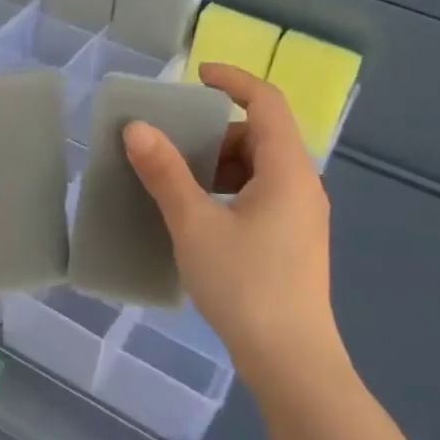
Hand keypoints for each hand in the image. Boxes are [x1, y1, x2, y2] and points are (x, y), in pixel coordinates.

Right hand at [122, 64, 346, 390]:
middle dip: (216, 131)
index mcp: (287, 170)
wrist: (292, 363)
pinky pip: (261, 196)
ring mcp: (302, 217)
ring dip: (220, 164)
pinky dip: (229, 191)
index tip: (196, 75)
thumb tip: (137, 129)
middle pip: (261, 136)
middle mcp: (302, 186)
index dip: (233, 80)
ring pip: (260, 169)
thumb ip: (166, 173)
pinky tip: (200, 218)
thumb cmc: (245, 286)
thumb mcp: (195, 225)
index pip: (267, 102)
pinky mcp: (294, 242)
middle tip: (174, 143)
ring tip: (179, 182)